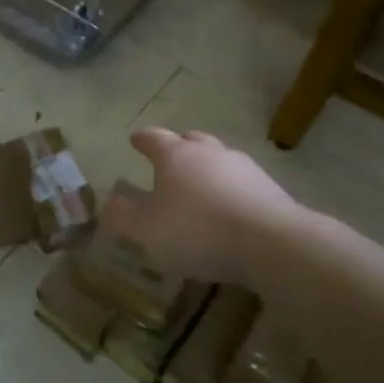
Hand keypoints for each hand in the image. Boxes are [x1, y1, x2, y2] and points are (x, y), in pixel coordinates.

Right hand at [104, 127, 305, 288]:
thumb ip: (124, 215)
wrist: (272, 244)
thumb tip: (111, 200)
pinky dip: (231, 191)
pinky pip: (242, 184)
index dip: (142, 140)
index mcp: (175, 155)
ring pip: (219, 160)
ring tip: (201, 187)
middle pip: (191, 141)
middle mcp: (209, 152)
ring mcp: (244, 168)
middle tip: (170, 159)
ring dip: (208, 169)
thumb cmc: (197, 231)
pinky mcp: (271, 190)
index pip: (154, 138)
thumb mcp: (146, 230)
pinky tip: (230, 210)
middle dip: (179, 148)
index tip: (135, 140)